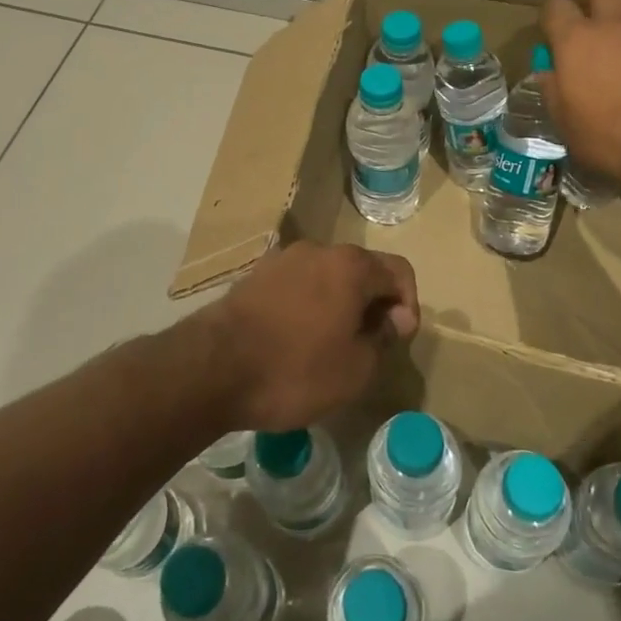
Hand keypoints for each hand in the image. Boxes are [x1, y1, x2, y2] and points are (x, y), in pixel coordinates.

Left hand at [200, 242, 419, 431]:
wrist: (212, 368)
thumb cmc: (295, 370)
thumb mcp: (356, 369)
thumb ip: (384, 338)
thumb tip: (393, 318)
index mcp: (350, 266)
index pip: (399, 272)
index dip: (408, 305)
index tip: (397, 339)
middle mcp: (318, 250)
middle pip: (362, 271)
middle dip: (373, 304)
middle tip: (368, 346)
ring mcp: (282, 260)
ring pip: (328, 277)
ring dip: (340, 305)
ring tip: (331, 346)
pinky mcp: (255, 276)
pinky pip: (298, 285)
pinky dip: (309, 306)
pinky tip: (297, 340)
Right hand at [542, 0, 620, 183]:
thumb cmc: (607, 138)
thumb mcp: (565, 123)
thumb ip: (553, 90)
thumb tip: (549, 74)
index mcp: (575, 40)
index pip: (555, 6)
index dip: (552, 17)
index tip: (554, 35)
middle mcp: (613, 22)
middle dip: (594, 3)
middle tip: (594, 30)